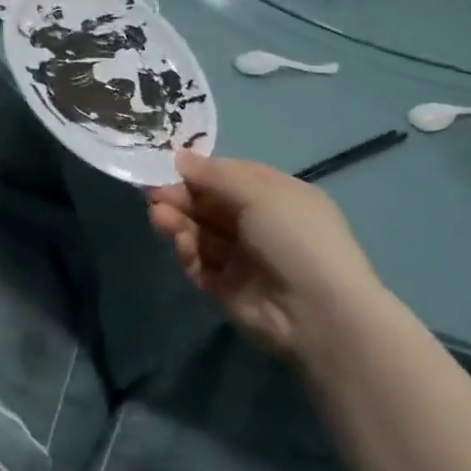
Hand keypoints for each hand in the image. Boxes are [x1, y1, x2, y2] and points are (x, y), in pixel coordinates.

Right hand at [147, 151, 386, 366]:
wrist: (318, 313)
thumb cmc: (295, 238)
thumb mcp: (259, 193)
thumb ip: (214, 175)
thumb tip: (179, 157)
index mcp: (276, 196)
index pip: (230, 176)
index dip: (200, 171)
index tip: (168, 166)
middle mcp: (259, 224)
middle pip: (210, 204)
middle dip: (181, 197)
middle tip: (153, 194)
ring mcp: (242, 257)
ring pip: (200, 232)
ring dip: (179, 222)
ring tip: (160, 218)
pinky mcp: (226, 287)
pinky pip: (200, 263)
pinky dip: (189, 253)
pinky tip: (184, 248)